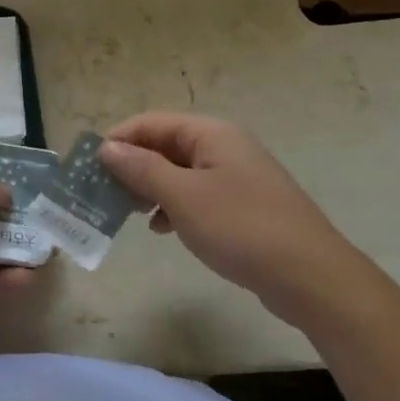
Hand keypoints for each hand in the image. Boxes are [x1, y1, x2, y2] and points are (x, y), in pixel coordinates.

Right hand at [100, 112, 377, 328]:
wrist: (312, 277)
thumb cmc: (241, 228)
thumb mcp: (183, 197)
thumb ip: (142, 169)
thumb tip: (107, 148)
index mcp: (210, 133)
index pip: (150, 123)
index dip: (117, 140)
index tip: (88, 167)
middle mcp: (224, 146)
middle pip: (164, 145)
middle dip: (131, 166)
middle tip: (102, 193)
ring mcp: (236, 176)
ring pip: (179, 172)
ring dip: (149, 187)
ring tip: (125, 212)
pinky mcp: (243, 205)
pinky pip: (197, 195)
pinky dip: (173, 206)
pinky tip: (161, 228)